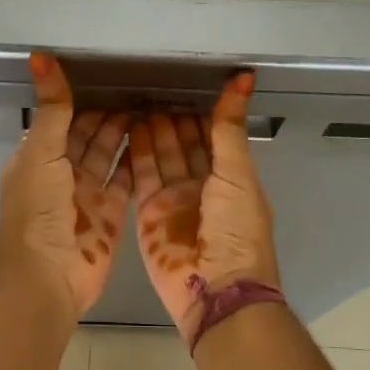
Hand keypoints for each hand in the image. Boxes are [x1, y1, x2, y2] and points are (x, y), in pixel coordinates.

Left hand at [0, 52, 132, 317]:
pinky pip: (125, 183)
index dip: (83, 100)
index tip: (113, 77)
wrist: (48, 278)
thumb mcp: (41, 153)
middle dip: (110, 115)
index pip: (62, 121)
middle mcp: (60, 175)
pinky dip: (137, 163)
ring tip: (155, 108)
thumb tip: (40, 58)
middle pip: (88, 137)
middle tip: (143, 89)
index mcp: (36, 159)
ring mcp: (86, 197)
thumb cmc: (38, 212)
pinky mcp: (110, 216)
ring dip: (126, 135)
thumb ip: (52, 109)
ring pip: (108, 157)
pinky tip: (157, 141)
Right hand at [128, 71, 280, 342]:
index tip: (181, 84)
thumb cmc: (236, 231)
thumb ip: (229, 129)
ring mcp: (174, 201)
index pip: (212, 138)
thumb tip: (243, 79)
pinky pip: (140, 178)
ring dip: (151, 132)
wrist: (215, 289)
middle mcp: (202, 187)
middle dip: (171, 120)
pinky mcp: (148, 214)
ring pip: (160, 158)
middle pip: (184, 146)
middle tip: (151, 88)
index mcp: (231, 179)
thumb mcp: (237, 174)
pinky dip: (134, 154)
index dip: (198, 114)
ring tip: (136, 102)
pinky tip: (126, 129)